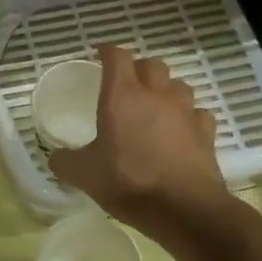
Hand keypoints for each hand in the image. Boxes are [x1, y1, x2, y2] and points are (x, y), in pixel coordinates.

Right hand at [48, 45, 227, 235]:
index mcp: (122, 96)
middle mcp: (156, 95)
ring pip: (178, 85)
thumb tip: (55, 157)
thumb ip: (66, 162)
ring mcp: (185, 112)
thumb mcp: (84, 175)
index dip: (108, 52)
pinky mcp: (206, 133)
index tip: (100, 55)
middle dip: (139, 68)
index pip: (117, 57)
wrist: (184, 208)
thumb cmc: (128, 182)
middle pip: (152, 64)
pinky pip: (198, 114)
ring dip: (166, 89)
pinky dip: (188, 117)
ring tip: (155, 104)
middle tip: (127, 82)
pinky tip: (181, 130)